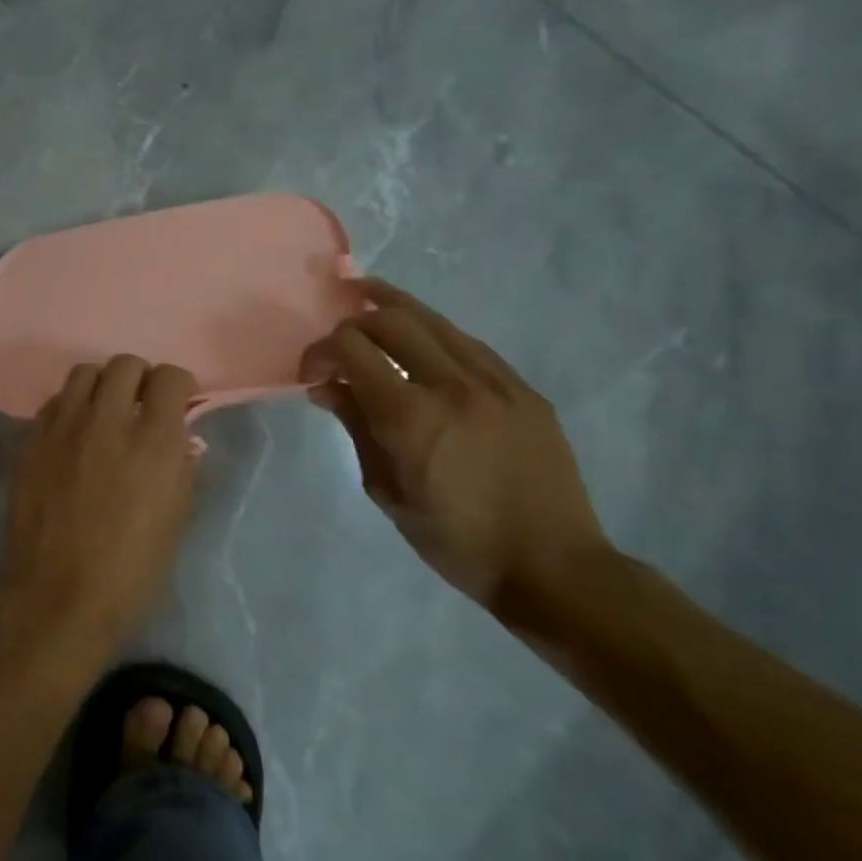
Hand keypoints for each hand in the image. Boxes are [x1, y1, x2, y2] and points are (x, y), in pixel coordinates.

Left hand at [2, 356, 199, 642]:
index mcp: (155, 440)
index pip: (169, 376)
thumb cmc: (132, 569)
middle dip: (139, 379)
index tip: (177, 403)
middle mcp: (109, 420)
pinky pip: (54, 403)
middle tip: (140, 406)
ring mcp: (65, 427)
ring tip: (103, 413)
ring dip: (101, 386)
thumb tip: (180, 441)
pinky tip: (73, 434)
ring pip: (84, 373)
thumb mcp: (178, 519)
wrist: (59, 593)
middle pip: (125, 364)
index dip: (177, 385)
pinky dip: (70, 408)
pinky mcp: (32, 440)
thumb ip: (182, 468)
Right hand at [300, 279, 608, 610]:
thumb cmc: (455, 540)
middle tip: (338, 341)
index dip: (320, 351)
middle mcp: (452, 384)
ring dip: (393, 307)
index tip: (310, 374)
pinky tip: (421, 341)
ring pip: (435, 321)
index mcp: (410, 415)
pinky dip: (434, 334)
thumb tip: (327, 387)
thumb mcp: (386, 490)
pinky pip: (469, 344)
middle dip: (353, 321)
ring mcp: (495, 382)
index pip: (351, 348)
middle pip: (391, 320)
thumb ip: (356, 427)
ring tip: (366, 295)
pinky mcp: (522, 389)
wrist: (551, 565)